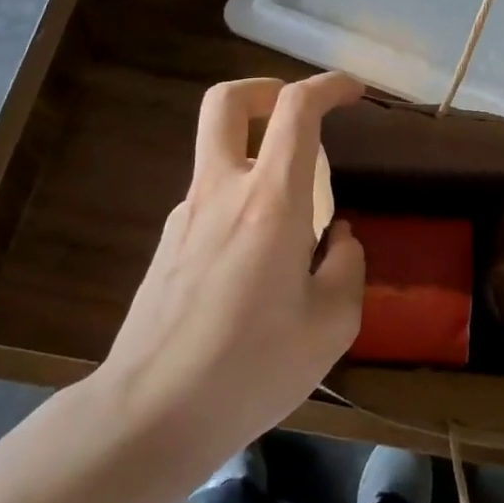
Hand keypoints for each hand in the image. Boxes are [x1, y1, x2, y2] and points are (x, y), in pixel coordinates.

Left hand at [94, 72, 367, 464]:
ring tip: (295, 229)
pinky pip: (212, 203)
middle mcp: (223, 192)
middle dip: (265, 89)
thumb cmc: (251, 369)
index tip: (354, 92)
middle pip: (227, 102)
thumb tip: (339, 238)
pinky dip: (242, 206)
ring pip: (220, 156)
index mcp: (271, 201)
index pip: (296, 110)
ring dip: (258, 160)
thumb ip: (347, 266)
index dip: (328, 85)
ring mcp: (186, 216)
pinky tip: (257, 269)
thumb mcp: (332, 325)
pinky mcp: (167, 246)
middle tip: (296, 113)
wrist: (149, 417)